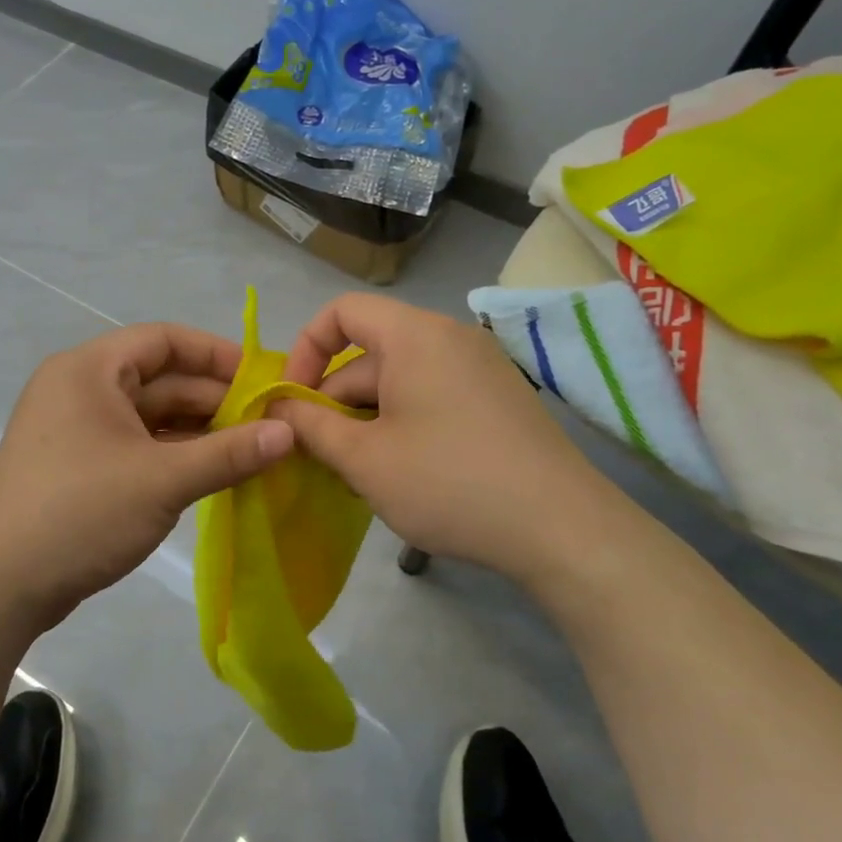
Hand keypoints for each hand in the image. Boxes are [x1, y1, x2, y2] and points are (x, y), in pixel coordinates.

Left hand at [0, 322, 294, 628]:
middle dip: (214, 400)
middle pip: (160, 379)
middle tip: (269, 423)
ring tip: (252, 449)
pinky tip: (214, 471)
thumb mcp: (162, 480)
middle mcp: (80, 388)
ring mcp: (77, 429)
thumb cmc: (80, 513)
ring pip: (150, 416)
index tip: (263, 378)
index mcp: (90, 370)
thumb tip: (289, 433)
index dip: (217, 354)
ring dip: (199, 431)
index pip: (163, 340)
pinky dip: (174, 454)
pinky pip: (137, 444)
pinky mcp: (79, 465)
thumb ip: (229, 454)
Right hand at [267, 294, 625, 581]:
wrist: (562, 530)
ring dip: (366, 420)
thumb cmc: (448, 483)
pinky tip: (400, 474)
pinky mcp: (498, 400)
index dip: (305, 350)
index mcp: (414, 335)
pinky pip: (432, 397)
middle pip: (369, 354)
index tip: (293, 402)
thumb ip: (311, 425)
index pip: (341, 311)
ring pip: (400, 381)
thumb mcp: (364, 458)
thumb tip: (279, 407)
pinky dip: (402, 425)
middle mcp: (450, 338)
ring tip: (357, 475)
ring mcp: (480, 369)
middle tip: (318, 457)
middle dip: (335, 401)